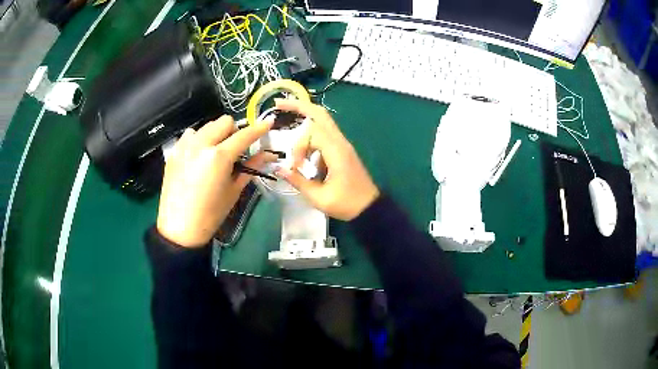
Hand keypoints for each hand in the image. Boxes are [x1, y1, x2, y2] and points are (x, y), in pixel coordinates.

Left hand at [157, 116, 273, 246]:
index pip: (244, 135)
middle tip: (235, 149)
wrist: (179, 229)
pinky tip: (198, 157)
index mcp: (219, 156)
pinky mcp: (174, 152)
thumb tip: (267, 155)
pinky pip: (190, 136)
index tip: (268, 122)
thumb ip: (250, 168)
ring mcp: (185, 146)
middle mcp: (201, 144)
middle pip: (224, 121)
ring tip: (214, 153)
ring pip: (206, 126)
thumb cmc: (211, 215)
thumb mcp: (233, 191)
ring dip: (215, 134)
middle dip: (234, 131)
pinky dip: (199, 140)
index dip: (259, 128)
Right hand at [275, 99, 379, 220]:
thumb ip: (298, 181)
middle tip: (279, 104)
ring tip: (287, 120)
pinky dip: (311, 136)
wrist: (370, 208)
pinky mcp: (342, 150)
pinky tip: (303, 151)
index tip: (296, 167)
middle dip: (299, 106)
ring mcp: (343, 144)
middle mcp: (340, 142)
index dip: (298, 147)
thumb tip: (279, 169)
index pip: (312, 133)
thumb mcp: (319, 198)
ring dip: (304, 120)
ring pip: (323, 121)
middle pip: (320, 113)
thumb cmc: (346, 204)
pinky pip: (325, 134)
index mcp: (336, 151)